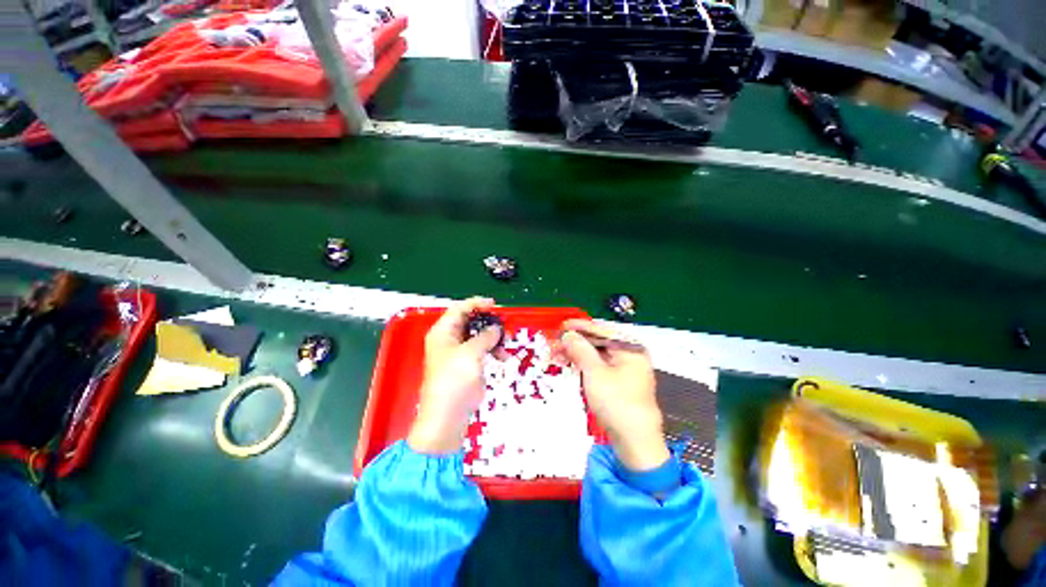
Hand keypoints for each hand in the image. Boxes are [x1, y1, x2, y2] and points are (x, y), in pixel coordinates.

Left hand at [407, 297, 502, 454]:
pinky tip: (502, 357)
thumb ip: (485, 337)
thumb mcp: (470, 353)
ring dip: (493, 338)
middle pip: (470, 321)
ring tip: (505, 344)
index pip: (459, 309)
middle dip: (488, 322)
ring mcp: (459, 352)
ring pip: (478, 336)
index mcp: (443, 332)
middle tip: (504, 324)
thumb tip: (496, 329)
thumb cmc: (454, 380)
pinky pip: (482, 349)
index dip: (476, 304)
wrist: (448, 415)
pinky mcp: (468, 364)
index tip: (494, 305)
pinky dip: (493, 350)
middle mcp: (449, 339)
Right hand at [559, 320, 668, 471]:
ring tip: (556, 355)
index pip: (602, 330)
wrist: (635, 442)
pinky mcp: (619, 383)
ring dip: (576, 353)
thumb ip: (580, 349)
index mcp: (630, 348)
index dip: (579, 327)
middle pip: (599, 342)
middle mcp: (630, 355)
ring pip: (597, 355)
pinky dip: (584, 365)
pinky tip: (569, 364)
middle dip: (575, 342)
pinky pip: (599, 367)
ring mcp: (625, 370)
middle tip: (555, 343)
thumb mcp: (595, 372)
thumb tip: (567, 334)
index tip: (561, 325)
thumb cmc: (616, 401)